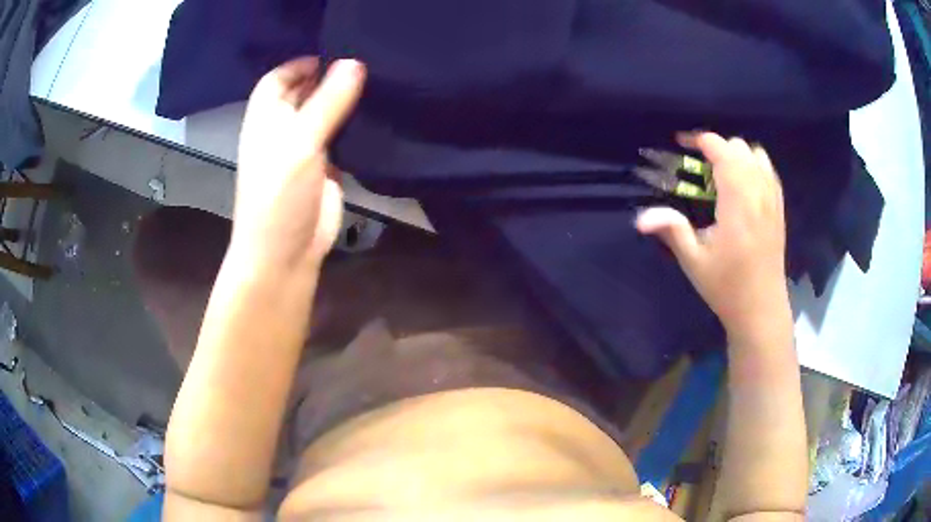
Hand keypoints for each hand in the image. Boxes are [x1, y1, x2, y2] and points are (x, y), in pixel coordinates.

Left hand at [231, 57, 365, 271]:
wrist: (285, 253)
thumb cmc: (279, 194)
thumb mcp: (300, 142)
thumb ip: (328, 102)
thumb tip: (355, 61)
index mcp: (265, 117)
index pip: (279, 78)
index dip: (303, 62)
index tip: (339, 51)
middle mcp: (283, 128)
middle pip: (305, 92)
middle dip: (330, 76)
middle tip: (369, 60)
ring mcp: (305, 148)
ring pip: (326, 113)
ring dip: (346, 99)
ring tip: (380, 80)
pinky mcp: (326, 166)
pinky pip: (342, 136)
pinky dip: (356, 124)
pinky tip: (379, 113)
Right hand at [636, 132, 787, 338]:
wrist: (761, 309)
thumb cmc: (727, 287)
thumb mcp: (695, 261)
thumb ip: (672, 230)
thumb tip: (640, 217)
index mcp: (737, 202)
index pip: (722, 150)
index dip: (700, 140)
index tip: (682, 145)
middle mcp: (758, 193)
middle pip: (739, 147)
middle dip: (717, 147)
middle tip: (699, 166)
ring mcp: (772, 200)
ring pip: (757, 155)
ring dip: (737, 155)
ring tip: (722, 173)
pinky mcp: (779, 209)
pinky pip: (769, 171)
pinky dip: (754, 165)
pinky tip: (743, 184)